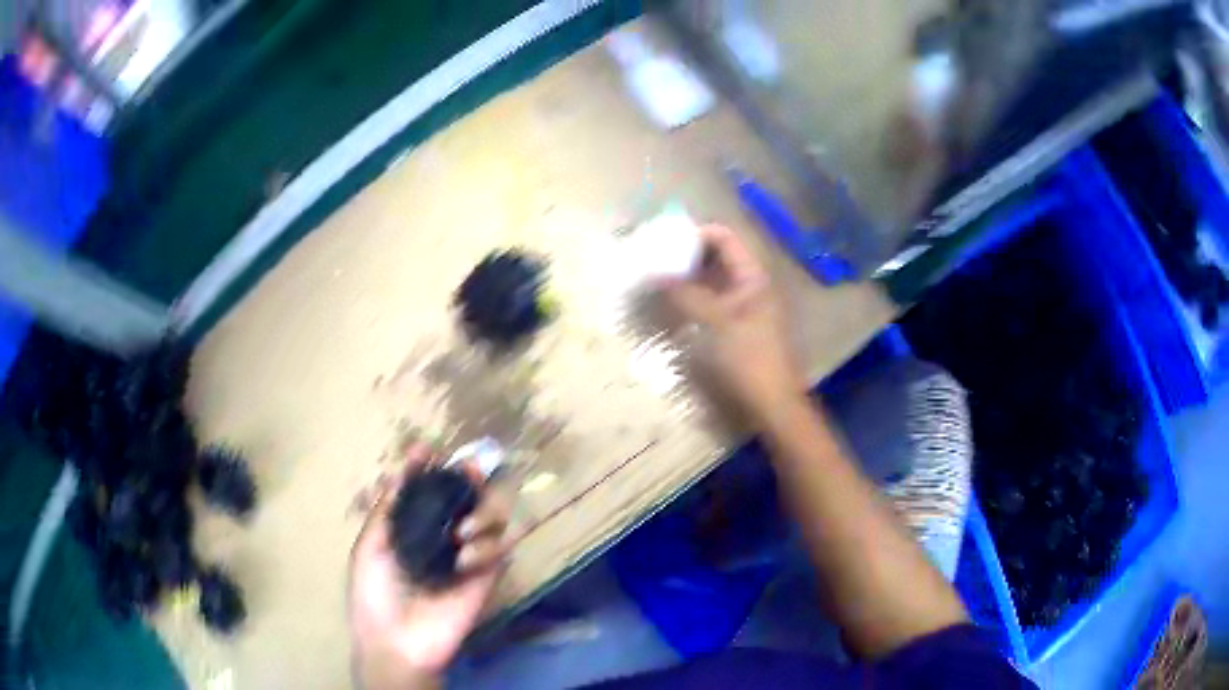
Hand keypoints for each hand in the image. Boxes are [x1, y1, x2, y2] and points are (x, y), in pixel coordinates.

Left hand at [348, 445, 510, 689]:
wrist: (396, 640)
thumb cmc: (374, 594)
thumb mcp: (369, 548)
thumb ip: (387, 510)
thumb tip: (399, 469)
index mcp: (414, 529)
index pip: (428, 491)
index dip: (429, 468)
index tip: (427, 449)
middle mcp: (444, 536)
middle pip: (467, 497)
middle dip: (470, 479)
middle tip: (469, 471)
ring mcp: (467, 556)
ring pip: (493, 517)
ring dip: (483, 513)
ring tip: (462, 530)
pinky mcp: (486, 577)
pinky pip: (501, 550)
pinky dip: (487, 547)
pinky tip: (463, 560)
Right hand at [666, 224, 805, 420]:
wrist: (772, 404)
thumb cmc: (749, 359)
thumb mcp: (716, 322)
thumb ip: (685, 294)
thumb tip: (653, 273)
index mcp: (752, 276)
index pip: (723, 238)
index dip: (694, 234)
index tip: (662, 241)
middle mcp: (748, 285)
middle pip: (715, 258)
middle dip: (684, 256)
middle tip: (652, 261)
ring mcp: (742, 307)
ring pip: (709, 282)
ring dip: (684, 279)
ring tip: (654, 281)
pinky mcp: (734, 328)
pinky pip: (709, 303)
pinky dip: (690, 300)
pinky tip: (669, 306)